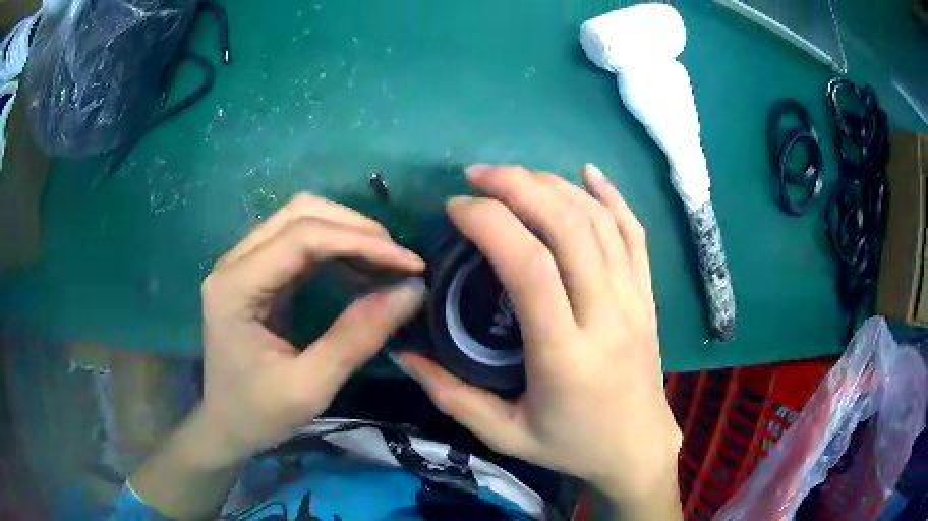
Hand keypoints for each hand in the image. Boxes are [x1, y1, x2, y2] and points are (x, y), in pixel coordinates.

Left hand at [197, 194, 425, 467]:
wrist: (225, 425)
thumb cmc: (259, 413)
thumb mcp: (310, 387)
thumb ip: (356, 338)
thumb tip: (411, 291)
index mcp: (236, 287)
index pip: (302, 238)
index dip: (361, 242)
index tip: (410, 264)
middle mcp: (234, 262)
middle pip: (300, 213)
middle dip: (356, 230)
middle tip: (399, 262)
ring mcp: (242, 263)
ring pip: (300, 219)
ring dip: (348, 233)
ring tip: (387, 264)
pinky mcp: (255, 272)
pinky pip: (298, 241)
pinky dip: (335, 248)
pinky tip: (360, 269)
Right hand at [396, 164, 681, 513]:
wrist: (637, 448)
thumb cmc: (571, 446)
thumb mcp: (504, 434)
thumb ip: (449, 394)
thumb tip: (401, 351)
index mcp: (566, 356)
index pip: (530, 268)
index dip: (490, 224)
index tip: (456, 208)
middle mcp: (607, 317)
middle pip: (569, 228)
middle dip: (520, 186)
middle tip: (478, 175)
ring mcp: (635, 301)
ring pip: (600, 223)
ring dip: (556, 185)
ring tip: (516, 174)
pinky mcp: (648, 296)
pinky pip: (635, 235)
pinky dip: (612, 197)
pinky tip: (589, 173)